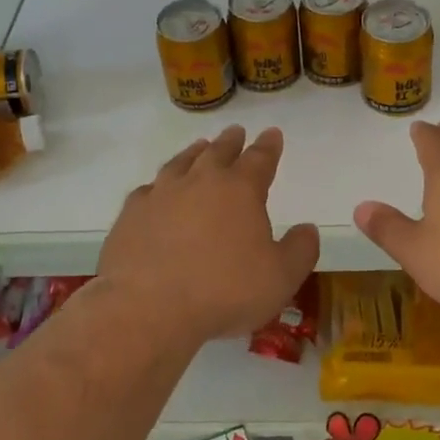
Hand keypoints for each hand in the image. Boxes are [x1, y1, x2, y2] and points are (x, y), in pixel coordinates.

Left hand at [98, 125, 318, 343]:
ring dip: (194, 153)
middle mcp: (200, 181)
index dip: (268, 146)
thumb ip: (300, 250)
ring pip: (181, 163)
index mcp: (240, 190)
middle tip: (236, 132)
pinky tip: (157, 190)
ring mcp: (161, 194)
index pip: (259, 158)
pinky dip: (158, 186)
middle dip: (231, 142)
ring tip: (200, 147)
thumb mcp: (280, 278)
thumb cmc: (224, 291)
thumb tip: (308, 229)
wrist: (147, 307)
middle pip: (218, 152)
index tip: (272, 134)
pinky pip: (149, 190)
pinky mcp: (131, 213)